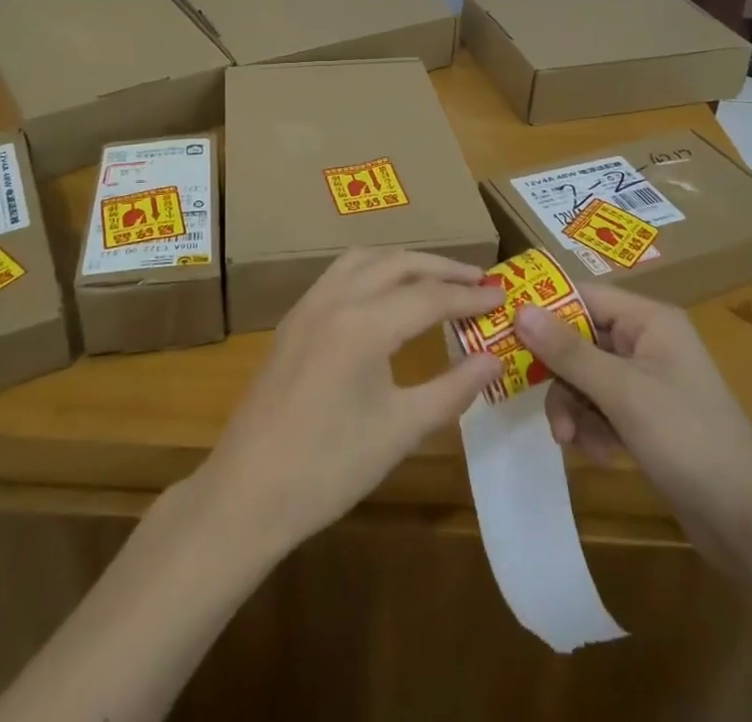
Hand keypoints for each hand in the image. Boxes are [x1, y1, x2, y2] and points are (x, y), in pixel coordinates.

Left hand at [194, 249, 502, 557]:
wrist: (248, 491)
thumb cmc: (330, 467)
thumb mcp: (401, 430)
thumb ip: (453, 389)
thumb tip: (494, 358)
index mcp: (364, 323)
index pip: (429, 296)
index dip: (470, 296)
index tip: (503, 296)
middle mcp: (336, 298)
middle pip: (398, 263)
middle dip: (442, 268)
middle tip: (479, 280)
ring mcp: (310, 304)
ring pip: (365, 259)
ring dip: (405, 261)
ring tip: (437, 278)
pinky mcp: (294, 318)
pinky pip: (340, 272)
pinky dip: (374, 269)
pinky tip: (386, 293)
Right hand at [513, 283, 751, 553]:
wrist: (751, 525)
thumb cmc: (688, 439)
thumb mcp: (622, 393)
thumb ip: (568, 351)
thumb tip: (520, 310)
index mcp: (649, 320)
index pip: (584, 296)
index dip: (544, 309)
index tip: (504, 328)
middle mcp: (647, 342)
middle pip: (580, 339)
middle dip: (559, 373)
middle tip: (535, 398)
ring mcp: (648, 382)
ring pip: (586, 377)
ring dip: (572, 406)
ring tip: (570, 439)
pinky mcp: (647, 418)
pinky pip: (601, 407)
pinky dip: (591, 427)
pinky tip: (597, 454)